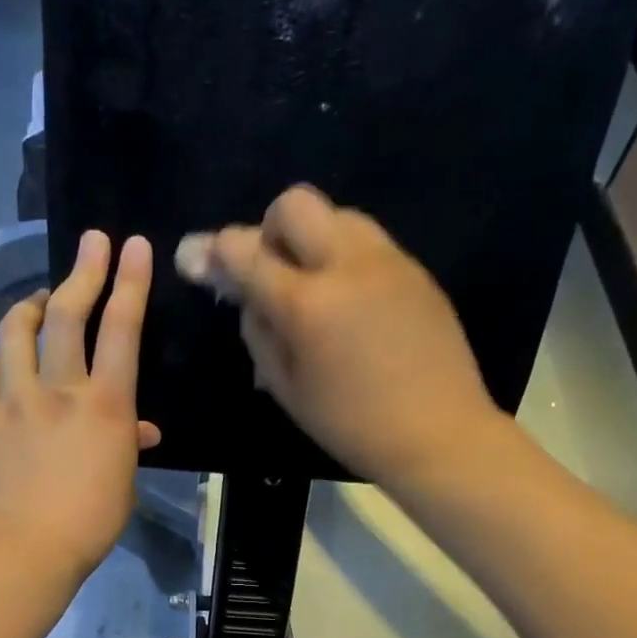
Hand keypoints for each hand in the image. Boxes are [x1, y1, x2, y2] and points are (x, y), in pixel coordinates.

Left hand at [0, 230, 160, 582]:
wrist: (18, 548)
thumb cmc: (87, 523)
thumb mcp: (122, 483)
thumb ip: (127, 445)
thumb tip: (139, 429)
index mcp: (104, 405)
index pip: (121, 329)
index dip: (130, 282)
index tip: (134, 246)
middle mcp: (58, 389)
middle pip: (67, 315)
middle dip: (83, 271)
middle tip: (91, 242)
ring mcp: (13, 398)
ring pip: (16, 332)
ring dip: (31, 305)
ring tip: (39, 298)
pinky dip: (4, 355)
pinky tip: (8, 358)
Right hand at [175, 185, 502, 489]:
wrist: (439, 434)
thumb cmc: (351, 425)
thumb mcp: (287, 389)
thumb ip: (258, 332)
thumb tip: (246, 294)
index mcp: (307, 303)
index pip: (245, 250)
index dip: (213, 251)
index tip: (197, 259)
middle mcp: (347, 265)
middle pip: (294, 203)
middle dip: (269, 229)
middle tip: (272, 272)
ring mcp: (388, 261)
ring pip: (338, 214)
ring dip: (313, 239)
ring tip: (315, 287)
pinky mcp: (416, 270)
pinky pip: (369, 241)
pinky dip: (346, 257)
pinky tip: (352, 303)